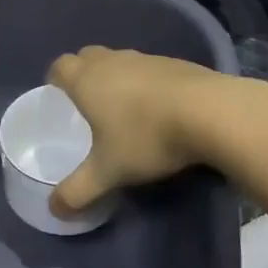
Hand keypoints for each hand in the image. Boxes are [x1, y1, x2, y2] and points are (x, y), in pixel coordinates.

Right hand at [46, 47, 219, 215]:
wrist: (213, 113)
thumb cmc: (147, 137)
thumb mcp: (108, 173)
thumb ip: (77, 192)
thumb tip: (53, 211)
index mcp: (88, 79)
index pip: (60, 66)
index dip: (54, 80)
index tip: (58, 98)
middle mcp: (114, 61)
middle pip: (88, 57)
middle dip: (83, 74)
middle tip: (87, 105)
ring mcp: (148, 59)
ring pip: (121, 61)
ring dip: (117, 78)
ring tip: (124, 110)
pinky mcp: (179, 63)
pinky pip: (151, 69)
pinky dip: (147, 84)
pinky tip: (160, 110)